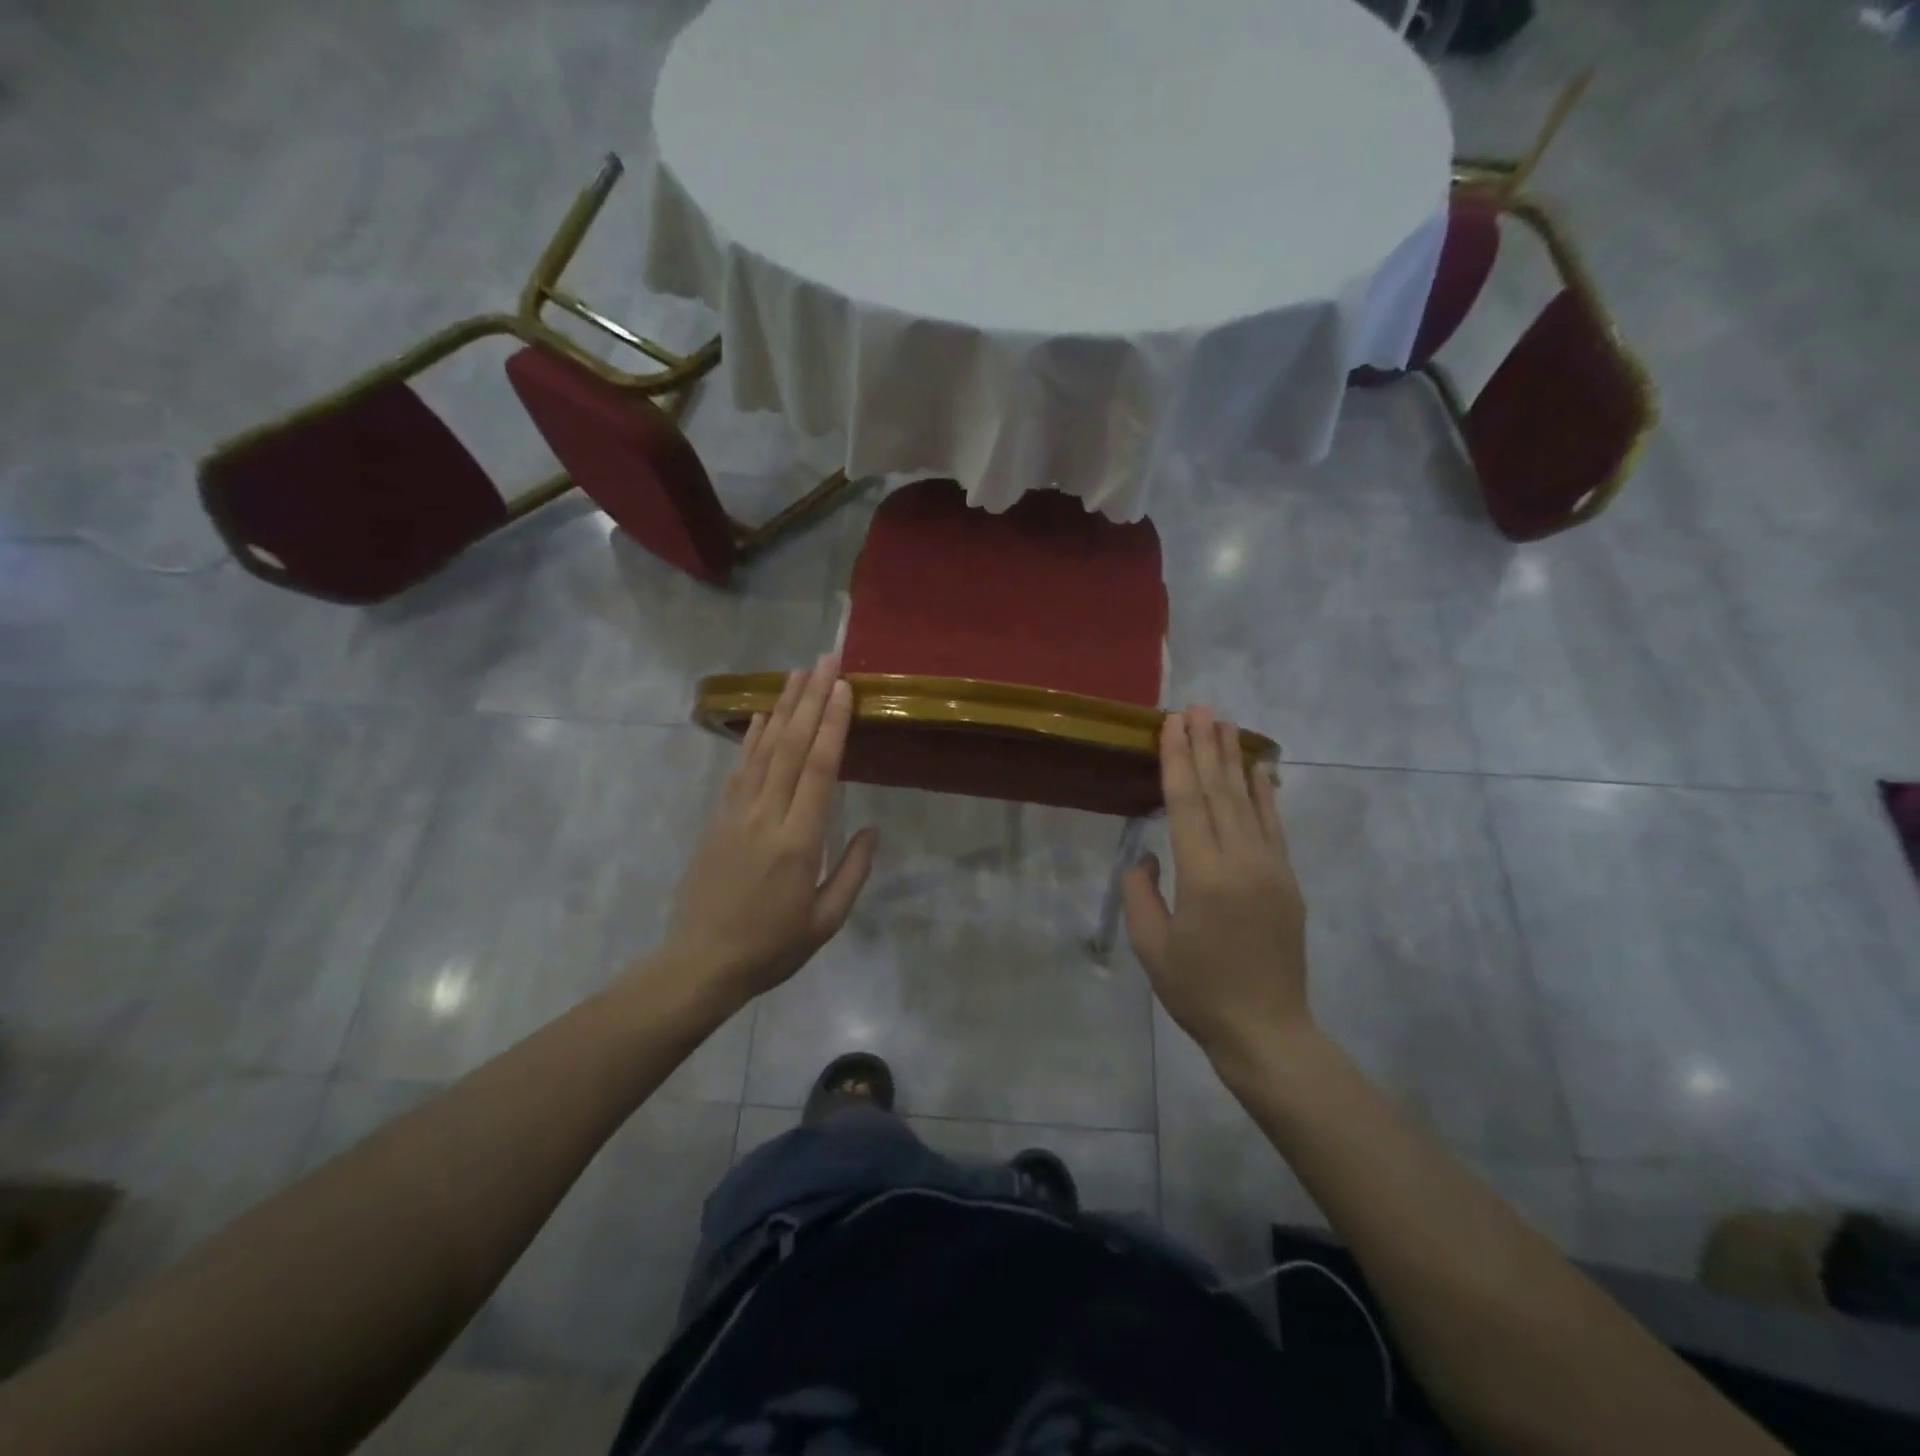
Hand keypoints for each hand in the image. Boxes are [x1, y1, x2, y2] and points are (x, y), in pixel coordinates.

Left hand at [660, 655, 877, 1014]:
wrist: (701, 963)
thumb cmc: (772, 946)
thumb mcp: (826, 920)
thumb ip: (852, 871)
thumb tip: (873, 830)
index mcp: (798, 841)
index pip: (820, 769)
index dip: (833, 724)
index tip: (844, 688)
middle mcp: (766, 816)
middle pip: (792, 747)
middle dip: (811, 700)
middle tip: (825, 662)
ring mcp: (736, 813)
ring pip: (763, 750)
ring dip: (782, 708)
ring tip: (797, 674)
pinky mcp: (717, 818)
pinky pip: (738, 768)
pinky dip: (752, 737)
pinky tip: (763, 715)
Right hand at [1122, 707, 1310, 1068]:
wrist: (1266, 1030)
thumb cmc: (1199, 991)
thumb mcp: (1151, 947)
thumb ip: (1141, 893)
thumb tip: (1146, 856)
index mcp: (1204, 876)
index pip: (1187, 803)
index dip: (1177, 759)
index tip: (1173, 723)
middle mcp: (1242, 862)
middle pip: (1220, 791)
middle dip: (1206, 745)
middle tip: (1199, 706)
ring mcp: (1271, 868)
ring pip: (1249, 801)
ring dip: (1234, 759)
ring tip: (1225, 723)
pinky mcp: (1287, 880)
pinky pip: (1274, 826)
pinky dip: (1264, 794)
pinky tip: (1259, 770)